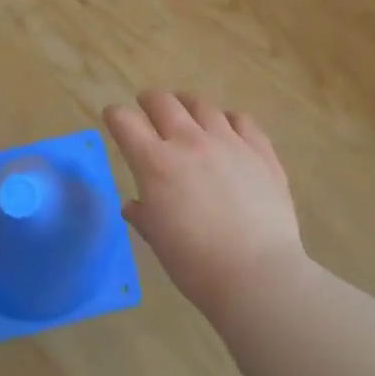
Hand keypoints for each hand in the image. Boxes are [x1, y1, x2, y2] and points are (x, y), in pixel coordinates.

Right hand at [104, 91, 305, 316]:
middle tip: (147, 106)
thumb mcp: (159, 241)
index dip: (115, 116)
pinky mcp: (260, 151)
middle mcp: (190, 142)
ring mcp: (229, 142)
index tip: (114, 117)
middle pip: (163, 103)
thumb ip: (144, 215)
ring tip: (186, 110)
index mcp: (156, 164)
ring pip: (202, 106)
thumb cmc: (197, 265)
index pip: (125, 122)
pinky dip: (228, 119)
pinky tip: (227, 127)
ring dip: (188, 105)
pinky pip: (241, 120)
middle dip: (149, 101)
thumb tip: (133, 205)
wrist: (258, 275)